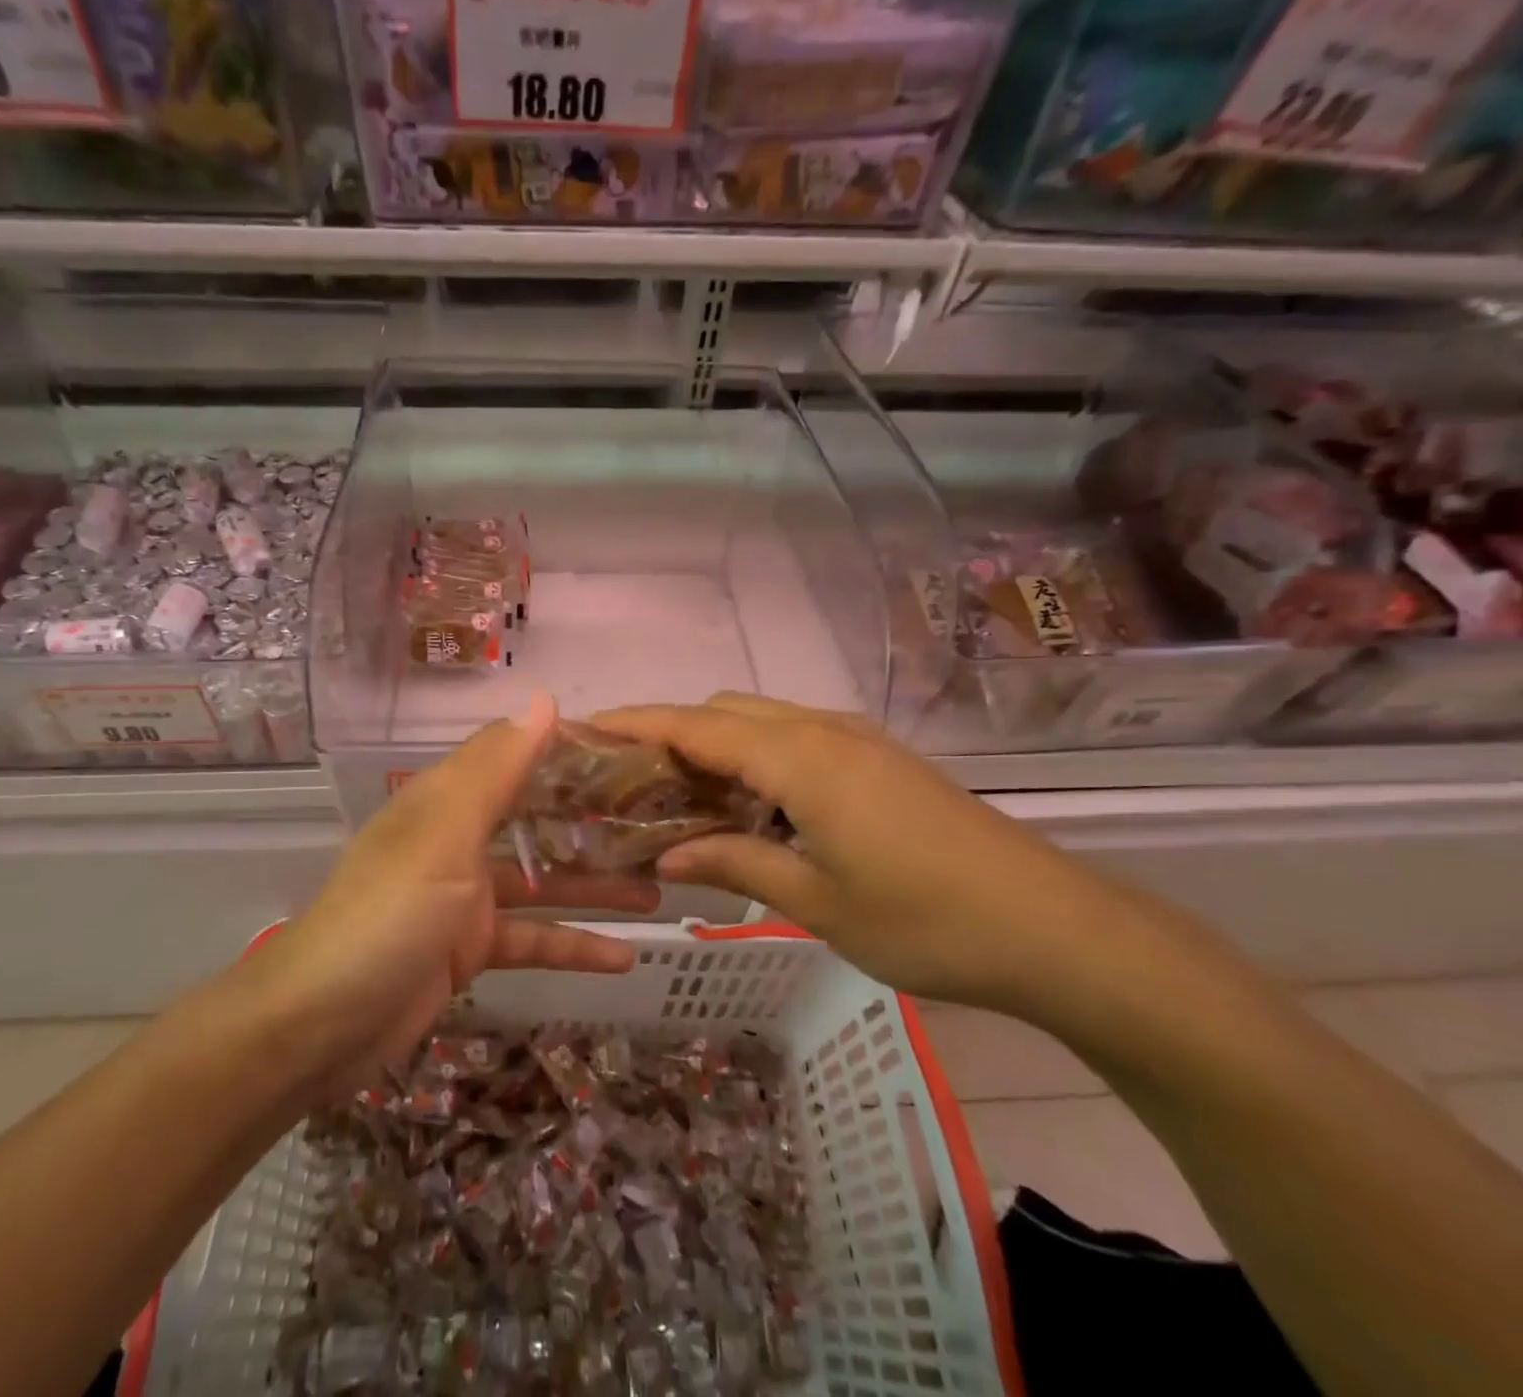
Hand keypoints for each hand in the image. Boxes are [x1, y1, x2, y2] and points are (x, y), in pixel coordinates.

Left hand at [251, 692, 656, 1083]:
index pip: (515, 759)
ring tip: (658, 888)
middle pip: (535, 820)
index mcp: (447, 800)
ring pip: (542, 884)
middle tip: (654, 824)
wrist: (321, 1024)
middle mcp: (457, 840)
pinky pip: (533, 940)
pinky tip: (624, 956)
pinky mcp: (469, 951)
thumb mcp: (445, 832)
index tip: (627, 752)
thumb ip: (498, 768)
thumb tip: (544, 700)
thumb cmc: (388, 913)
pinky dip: (574, 947)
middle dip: (591, 823)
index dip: (567, 752)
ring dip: (594, 886)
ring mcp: (464, 898)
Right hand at [595, 693, 1120, 1013]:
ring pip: (762, 721)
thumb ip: (734, 864)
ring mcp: (857, 741)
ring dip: (715, 746)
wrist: (1053, 927)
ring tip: (682, 797)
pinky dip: (756, 757)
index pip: (695, 725)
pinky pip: (796, 738)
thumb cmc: (926, 921)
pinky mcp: (880, 759)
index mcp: (800, 759)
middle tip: (632, 785)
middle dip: (671, 735)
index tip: (585, 729)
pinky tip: (752, 806)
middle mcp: (823, 731)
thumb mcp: (816, 901)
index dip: (636, 723)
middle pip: (724, 712)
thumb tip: (664, 859)